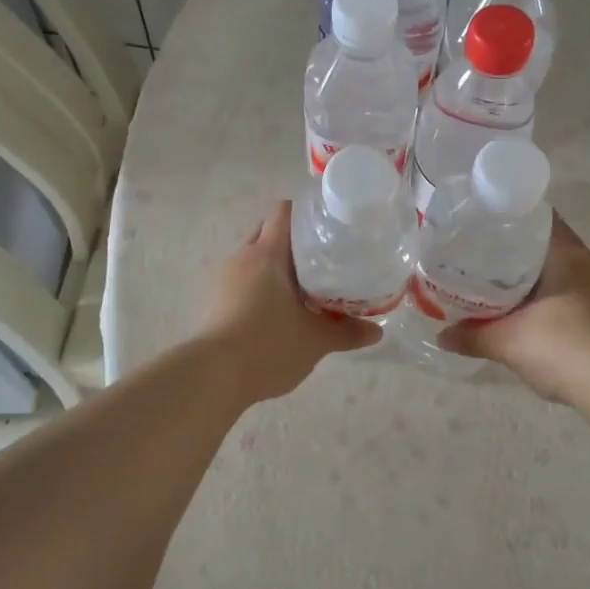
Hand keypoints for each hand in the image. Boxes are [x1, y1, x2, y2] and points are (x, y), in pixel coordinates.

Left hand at [196, 201, 380, 402]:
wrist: (212, 376)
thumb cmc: (268, 346)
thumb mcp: (316, 341)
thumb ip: (347, 332)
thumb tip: (377, 331)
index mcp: (267, 254)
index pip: (284, 212)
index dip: (306, 213)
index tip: (328, 225)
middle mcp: (242, 257)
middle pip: (268, 232)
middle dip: (293, 242)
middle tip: (323, 259)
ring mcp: (223, 278)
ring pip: (253, 258)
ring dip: (275, 266)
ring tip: (303, 286)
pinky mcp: (214, 300)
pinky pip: (241, 280)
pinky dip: (260, 286)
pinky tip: (277, 309)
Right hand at [441, 214, 589, 406]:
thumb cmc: (564, 348)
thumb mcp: (508, 343)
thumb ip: (472, 337)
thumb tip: (441, 337)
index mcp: (569, 256)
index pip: (540, 220)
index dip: (511, 220)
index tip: (484, 227)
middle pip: (550, 248)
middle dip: (517, 254)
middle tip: (483, 261)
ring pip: (563, 275)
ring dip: (536, 281)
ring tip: (503, 290)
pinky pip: (575, 298)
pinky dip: (552, 302)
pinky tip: (533, 319)